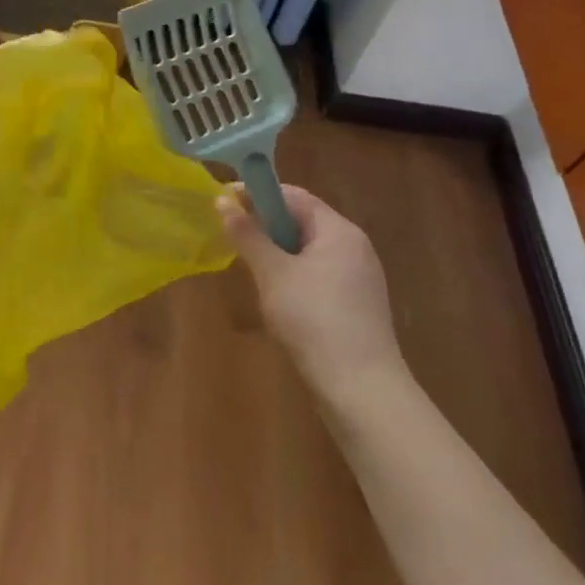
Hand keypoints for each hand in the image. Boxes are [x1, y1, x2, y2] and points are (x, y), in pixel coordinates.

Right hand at [218, 184, 407, 410]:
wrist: (362, 390)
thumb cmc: (314, 320)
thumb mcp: (272, 273)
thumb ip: (247, 234)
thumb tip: (221, 200)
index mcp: (339, 231)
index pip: (294, 195)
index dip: (257, 194)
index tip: (224, 204)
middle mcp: (354, 247)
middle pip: (302, 220)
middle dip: (265, 225)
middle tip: (233, 238)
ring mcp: (359, 277)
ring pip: (308, 249)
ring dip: (277, 252)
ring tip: (251, 269)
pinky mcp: (357, 304)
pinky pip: (318, 274)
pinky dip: (293, 275)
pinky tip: (277, 298)